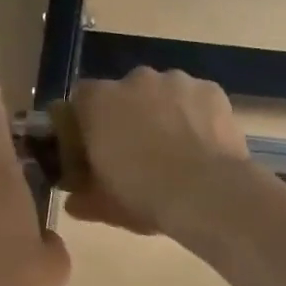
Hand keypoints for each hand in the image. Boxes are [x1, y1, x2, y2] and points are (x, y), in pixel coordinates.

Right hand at [63, 68, 252, 237]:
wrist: (208, 194)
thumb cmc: (145, 196)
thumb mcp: (103, 206)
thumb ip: (81, 195)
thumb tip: (75, 200)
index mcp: (98, 102)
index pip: (80, 101)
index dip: (85, 125)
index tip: (93, 150)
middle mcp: (135, 80)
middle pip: (124, 94)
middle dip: (128, 116)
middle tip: (138, 151)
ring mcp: (177, 81)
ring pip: (163, 93)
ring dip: (164, 113)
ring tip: (177, 149)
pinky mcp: (211, 90)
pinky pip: (196, 99)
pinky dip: (196, 115)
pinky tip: (204, 143)